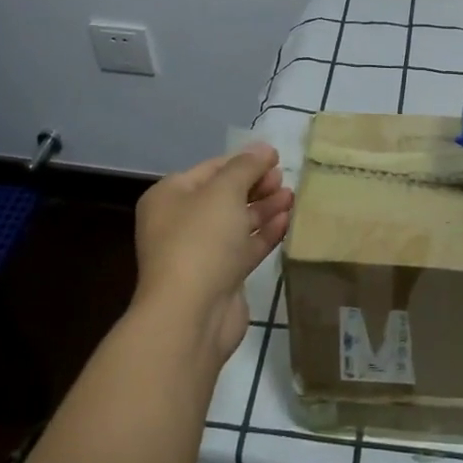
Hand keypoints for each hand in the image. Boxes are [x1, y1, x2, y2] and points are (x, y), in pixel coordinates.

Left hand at [131, 144, 293, 364]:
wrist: (191, 315)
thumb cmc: (201, 240)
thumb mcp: (224, 191)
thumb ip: (246, 166)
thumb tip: (264, 148)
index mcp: (170, 197)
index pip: (211, 169)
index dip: (244, 161)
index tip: (276, 157)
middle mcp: (180, 222)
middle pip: (224, 195)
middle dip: (256, 185)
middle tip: (284, 178)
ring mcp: (199, 252)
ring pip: (236, 222)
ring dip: (264, 208)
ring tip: (292, 197)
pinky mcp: (220, 277)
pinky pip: (244, 248)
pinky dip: (264, 233)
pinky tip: (287, 221)